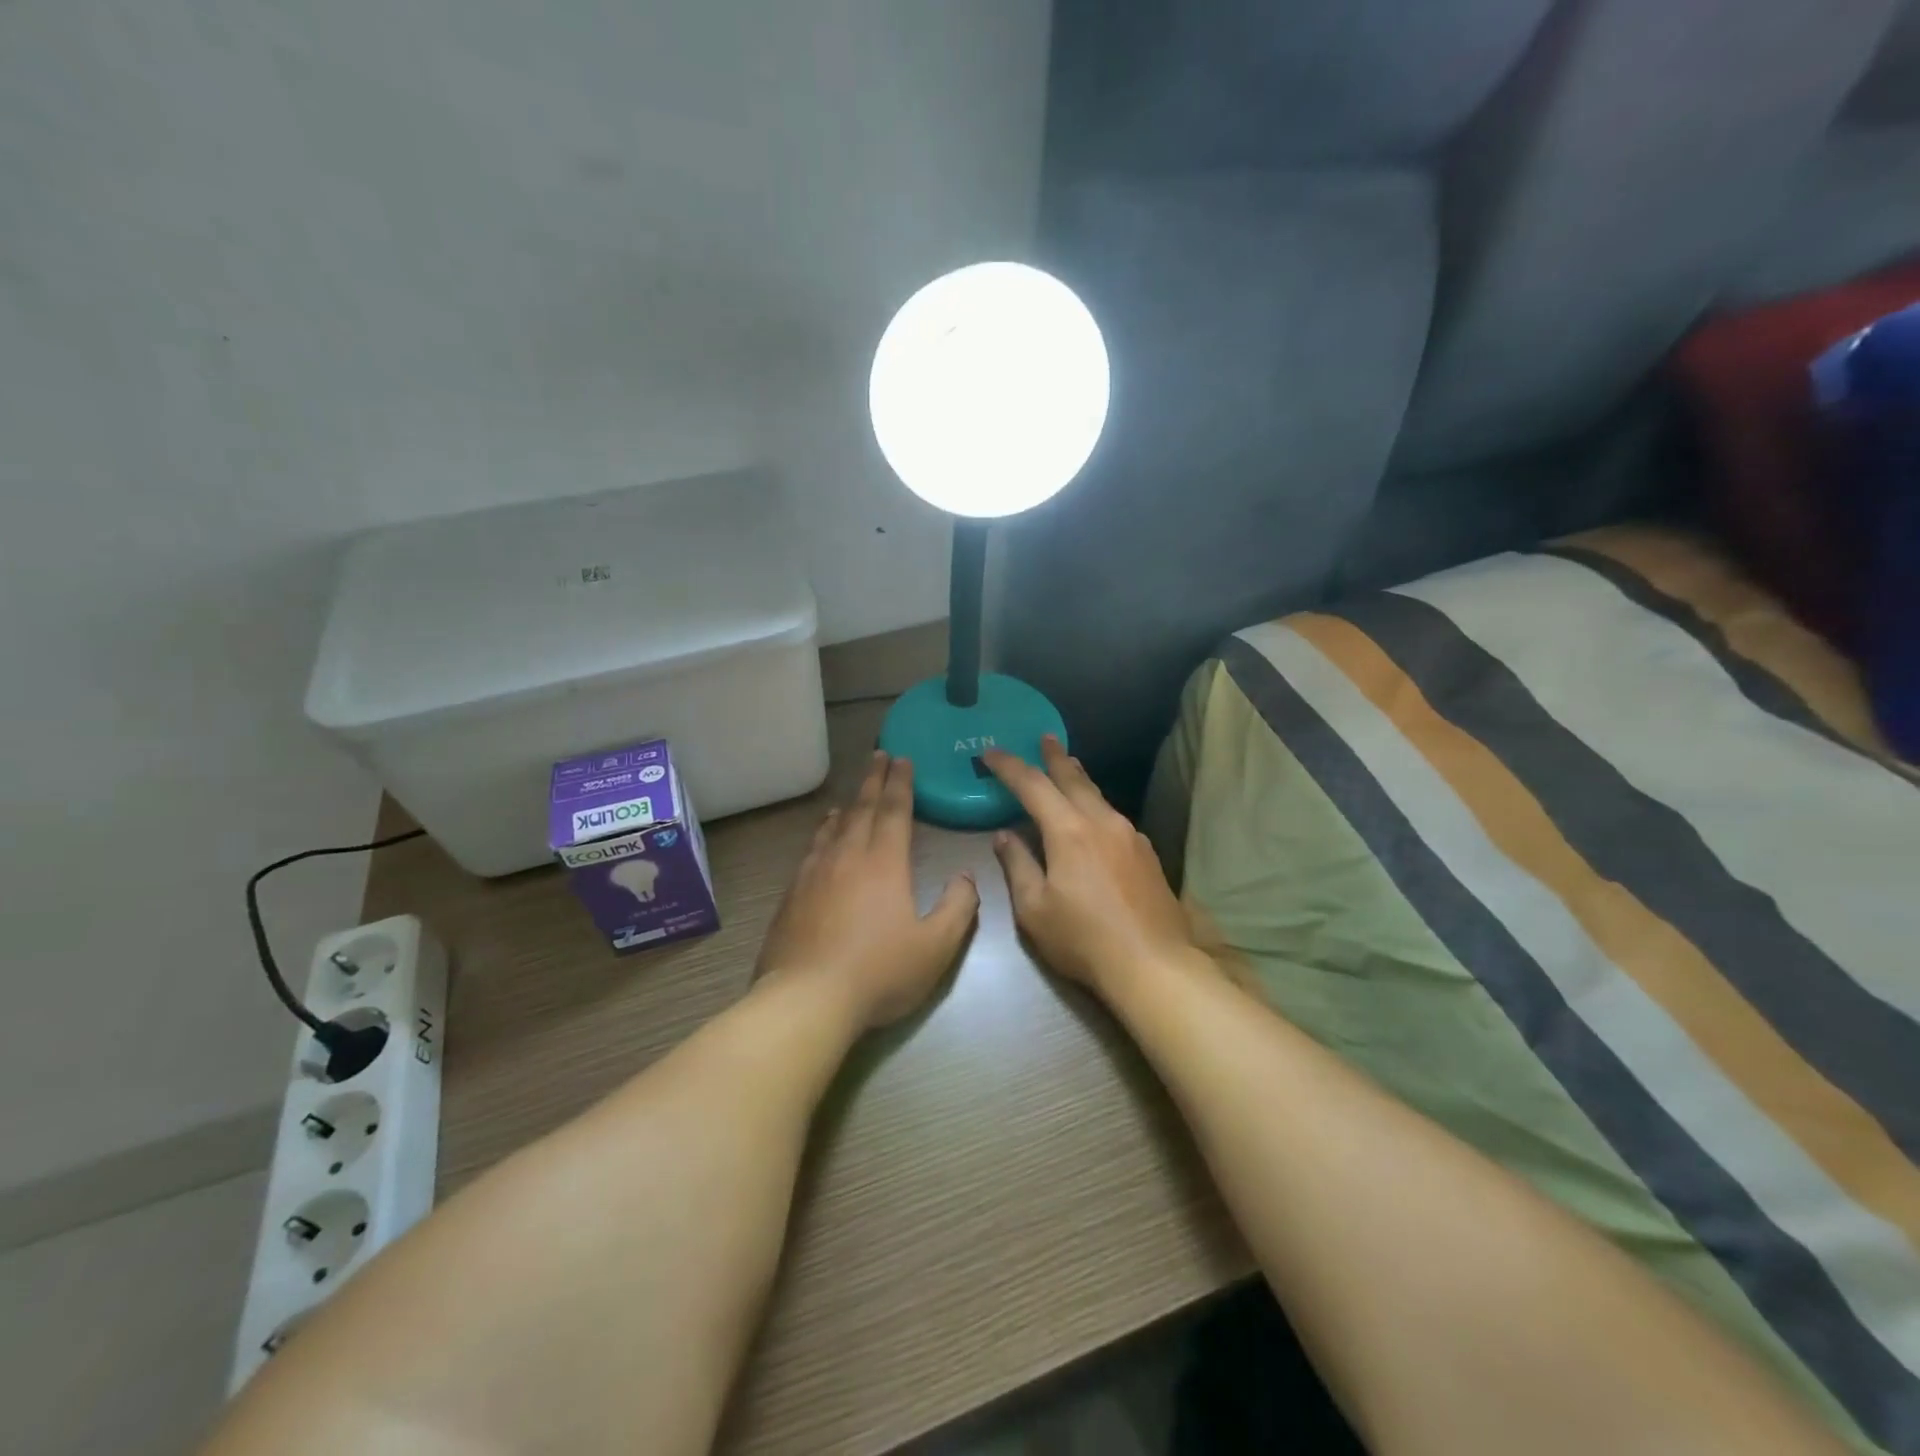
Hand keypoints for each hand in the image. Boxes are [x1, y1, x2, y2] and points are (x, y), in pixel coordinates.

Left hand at [757, 752, 979, 1028]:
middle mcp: (847, 856)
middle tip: (879, 756)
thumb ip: (958, 907)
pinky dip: (821, 833)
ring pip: (833, 827)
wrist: (806, 999)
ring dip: (847, 805)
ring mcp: (814, 873)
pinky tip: (822, 837)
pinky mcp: (792, 894)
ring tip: (852, 796)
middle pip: (862, 808)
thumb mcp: (935, 947)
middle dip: (874, 780)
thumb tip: (966, 877)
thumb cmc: (878, 972)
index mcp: (884, 863)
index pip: (894, 811)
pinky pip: (811, 849)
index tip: (902, 759)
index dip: (900, 783)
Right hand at [984, 737, 1202, 1000]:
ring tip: (1069, 767)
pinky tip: (1095, 817)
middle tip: (1044, 738)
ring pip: (1098, 796)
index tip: (991, 752)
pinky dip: (1096, 805)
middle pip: (1074, 779)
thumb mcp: (1034, 909)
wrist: (1153, 964)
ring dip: (1079, 779)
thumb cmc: (1083, 939)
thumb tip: (1005, 836)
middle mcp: (1102, 822)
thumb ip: (1017, 866)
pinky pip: (1114, 817)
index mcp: (1069, 831)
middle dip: (1054, 757)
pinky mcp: (1147, 853)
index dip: (1009, 766)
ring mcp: (1130, 836)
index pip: (1033, 786)